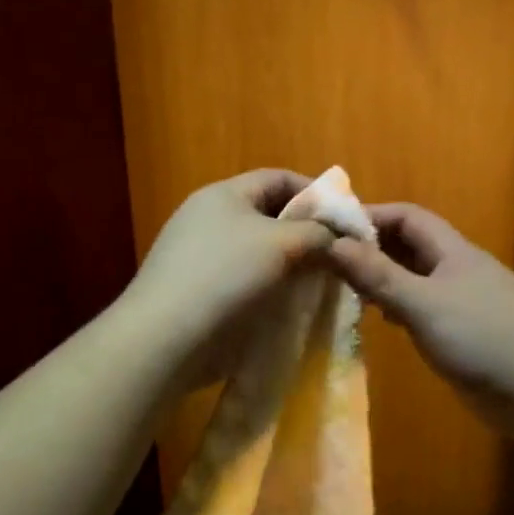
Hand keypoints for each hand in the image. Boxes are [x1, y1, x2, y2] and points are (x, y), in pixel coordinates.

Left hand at [122, 169, 334, 388]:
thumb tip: (335, 237)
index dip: (316, 192)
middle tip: (340, 255)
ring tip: (323, 282)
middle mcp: (209, 219)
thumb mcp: (280, 243)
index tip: (347, 218)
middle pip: (269, 215)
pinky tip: (292, 306)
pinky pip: (246, 281)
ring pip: (259, 252)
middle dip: (306, 232)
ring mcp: (201, 257)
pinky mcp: (200, 292)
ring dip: (292, 264)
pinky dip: (271, 288)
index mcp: (224, 195)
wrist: (166, 336)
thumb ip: (315, 233)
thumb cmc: (225, 275)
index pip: (278, 178)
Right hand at [324, 204, 513, 443]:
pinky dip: (400, 308)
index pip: (408, 217)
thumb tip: (332, 244)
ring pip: (416, 280)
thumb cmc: (482, 339)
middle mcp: (459, 271)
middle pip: (411, 247)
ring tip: (347, 290)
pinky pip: (425, 310)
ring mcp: (464, 303)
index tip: (331, 228)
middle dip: (373, 248)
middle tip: (330, 262)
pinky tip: (384, 321)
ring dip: (384, 280)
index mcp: (454, 252)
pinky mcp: (465, 334)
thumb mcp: (423, 304)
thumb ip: (378, 275)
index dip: (371, 215)